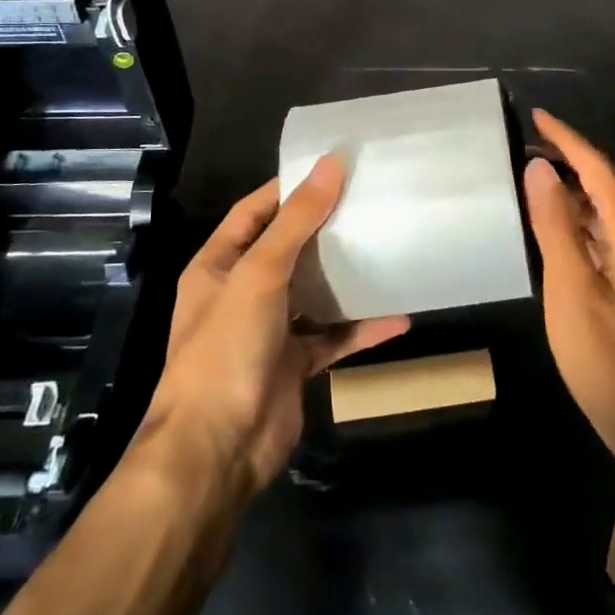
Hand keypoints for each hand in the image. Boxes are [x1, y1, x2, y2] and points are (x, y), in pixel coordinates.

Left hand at [138, 156, 409, 492]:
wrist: (216, 452)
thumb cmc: (227, 348)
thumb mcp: (260, 274)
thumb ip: (297, 220)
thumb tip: (332, 163)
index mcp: (219, 266)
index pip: (254, 212)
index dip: (289, 188)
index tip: (333, 168)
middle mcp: (241, 293)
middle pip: (288, 249)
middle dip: (324, 228)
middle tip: (370, 202)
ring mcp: (268, 331)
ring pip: (313, 292)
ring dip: (345, 276)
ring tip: (387, 247)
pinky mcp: (294, 365)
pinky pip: (333, 337)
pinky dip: (361, 328)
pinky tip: (398, 316)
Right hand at [524, 110, 614, 491]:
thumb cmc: (607, 359)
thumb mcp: (571, 288)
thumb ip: (556, 225)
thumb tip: (539, 169)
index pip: (598, 169)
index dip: (567, 139)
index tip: (537, 115)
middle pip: (603, 184)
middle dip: (567, 159)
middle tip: (524, 143)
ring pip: (603, 210)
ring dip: (570, 189)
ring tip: (529, 174)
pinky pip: (602, 234)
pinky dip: (575, 220)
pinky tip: (550, 224)